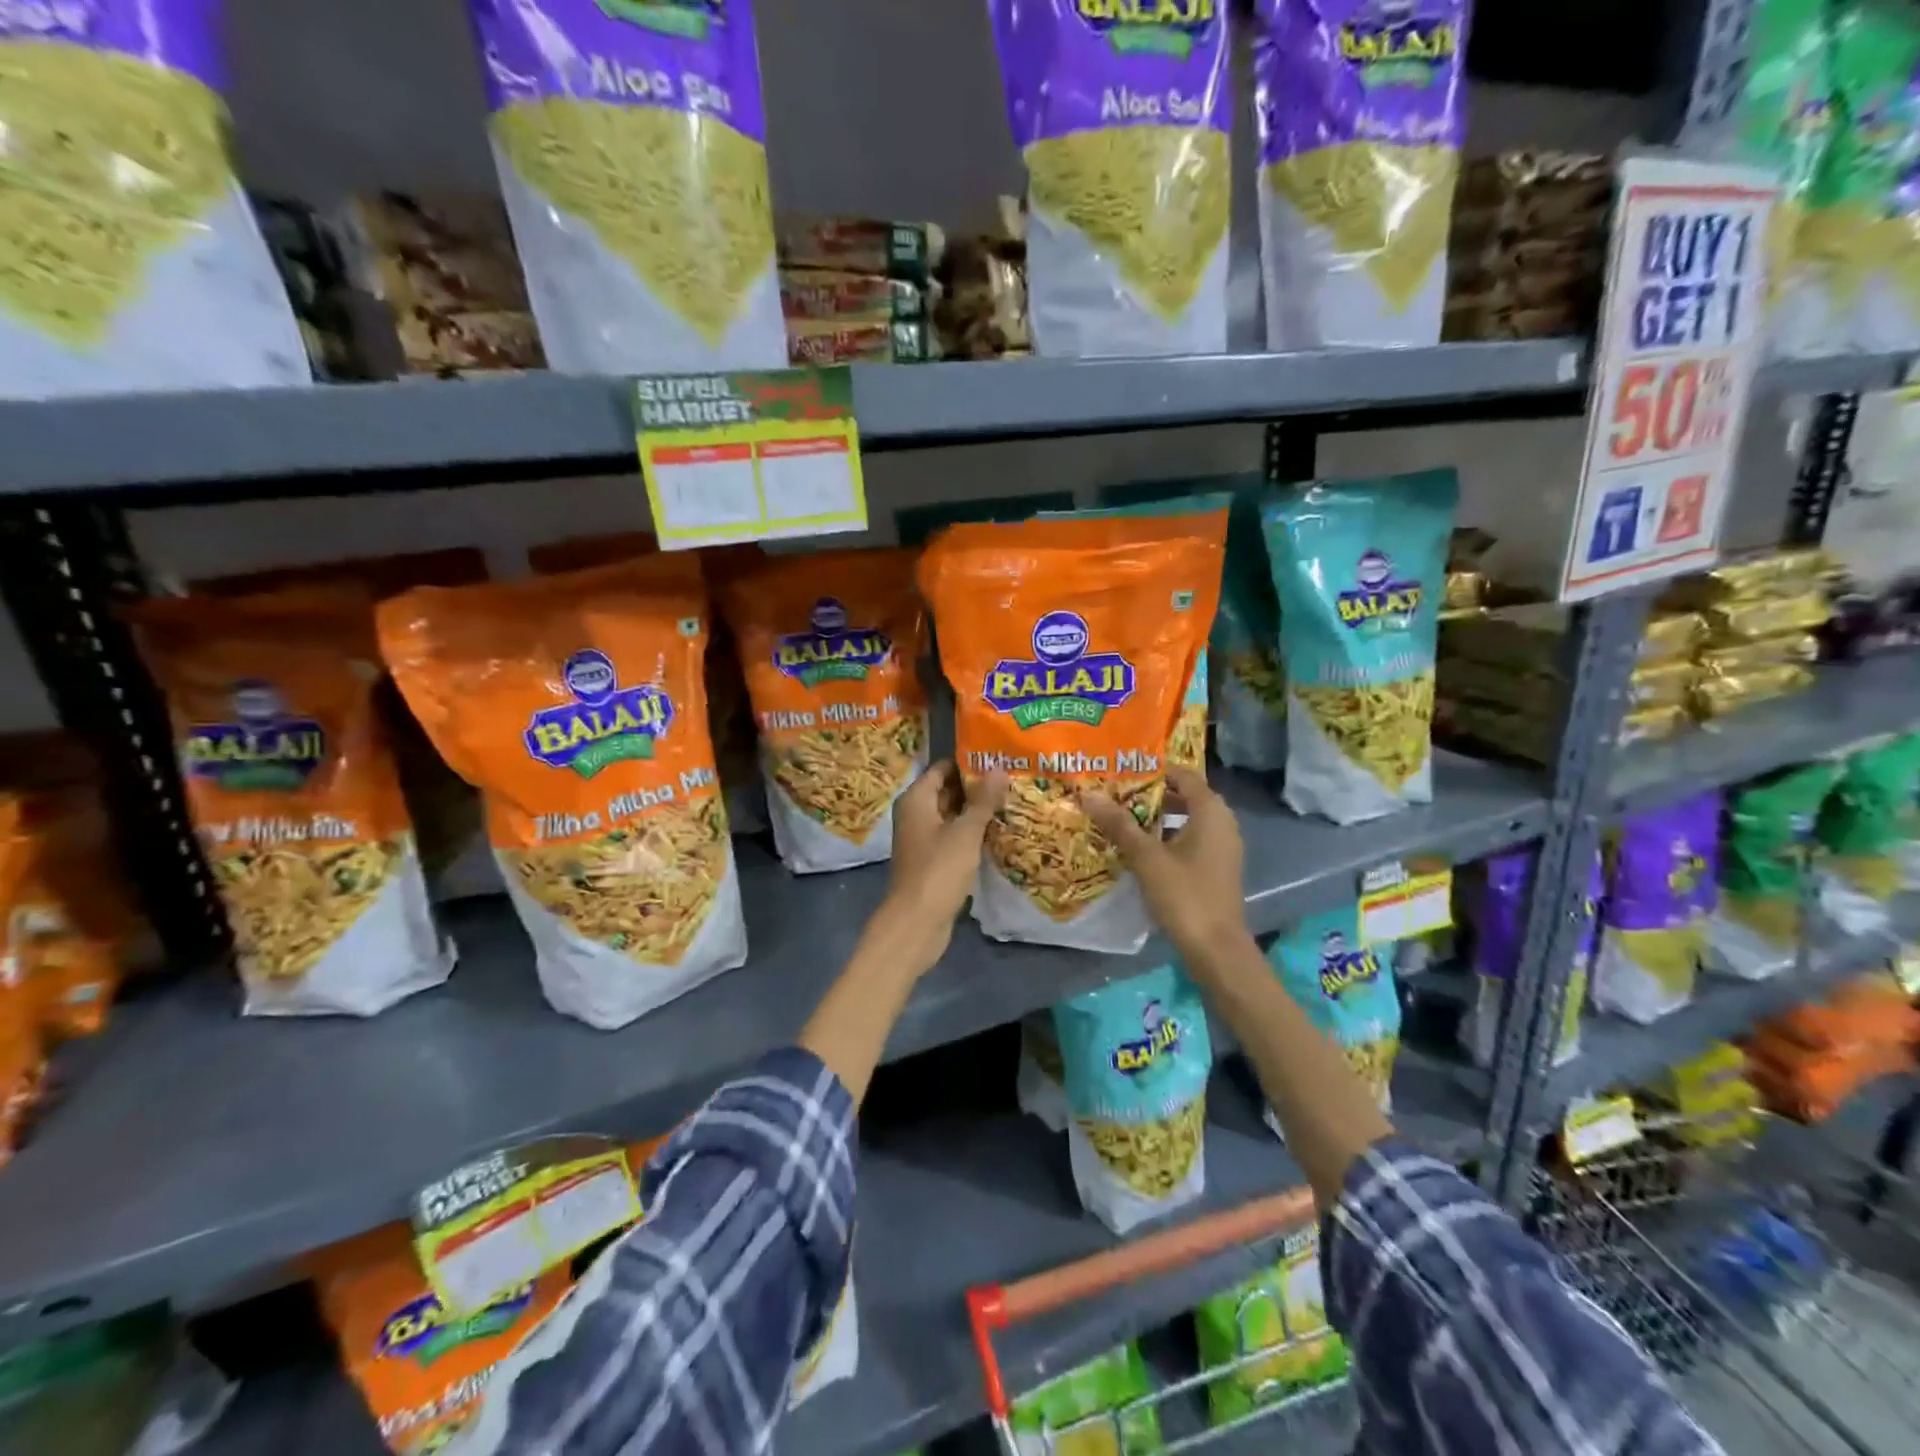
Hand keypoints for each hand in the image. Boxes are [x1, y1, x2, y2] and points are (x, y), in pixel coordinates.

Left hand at [873, 760, 1008, 971]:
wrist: (917, 922)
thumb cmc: (939, 870)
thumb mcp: (965, 832)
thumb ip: (983, 800)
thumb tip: (999, 768)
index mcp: (916, 799)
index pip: (943, 768)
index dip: (969, 763)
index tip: (999, 759)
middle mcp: (915, 814)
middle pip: (947, 790)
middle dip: (977, 787)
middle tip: (1012, 779)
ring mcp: (923, 839)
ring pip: (952, 816)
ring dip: (976, 811)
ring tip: (1012, 801)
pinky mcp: (932, 860)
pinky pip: (953, 837)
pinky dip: (971, 833)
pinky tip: (998, 831)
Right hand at [1080, 765, 1249, 966]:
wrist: (1216, 949)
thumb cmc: (1184, 895)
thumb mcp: (1146, 857)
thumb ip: (1119, 824)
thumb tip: (1089, 794)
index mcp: (1211, 811)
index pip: (1183, 775)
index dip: (1153, 771)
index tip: (1121, 773)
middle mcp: (1222, 822)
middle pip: (1184, 796)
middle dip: (1150, 795)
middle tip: (1115, 795)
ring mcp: (1222, 847)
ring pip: (1186, 820)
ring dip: (1157, 818)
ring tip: (1120, 819)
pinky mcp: (1216, 867)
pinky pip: (1190, 840)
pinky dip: (1167, 838)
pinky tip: (1139, 849)